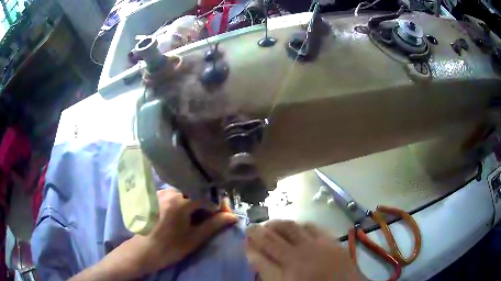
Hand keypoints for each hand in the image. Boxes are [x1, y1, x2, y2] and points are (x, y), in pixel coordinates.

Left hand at [134, 188, 237, 274]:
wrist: (143, 251)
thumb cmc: (169, 247)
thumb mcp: (194, 238)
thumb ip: (214, 225)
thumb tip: (233, 216)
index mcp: (179, 201)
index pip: (207, 196)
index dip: (219, 206)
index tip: (225, 216)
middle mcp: (169, 191)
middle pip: (196, 192)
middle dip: (208, 203)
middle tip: (214, 217)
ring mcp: (160, 193)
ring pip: (186, 192)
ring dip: (196, 202)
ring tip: (200, 217)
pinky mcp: (155, 196)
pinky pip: (175, 195)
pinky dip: (185, 202)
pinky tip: (185, 214)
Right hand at [245, 220, 365, 280]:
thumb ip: (267, 271)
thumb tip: (253, 254)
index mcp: (289, 265)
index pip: (264, 247)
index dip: (252, 239)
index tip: (244, 234)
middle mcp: (302, 251)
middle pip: (276, 233)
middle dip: (262, 229)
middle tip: (254, 227)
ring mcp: (318, 244)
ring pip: (293, 227)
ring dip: (279, 224)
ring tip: (271, 226)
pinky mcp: (332, 242)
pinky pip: (313, 227)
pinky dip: (301, 225)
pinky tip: (298, 227)